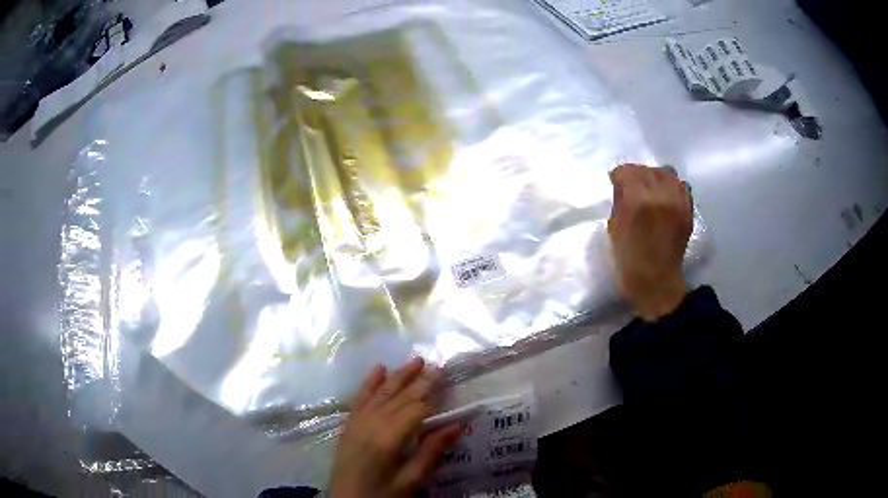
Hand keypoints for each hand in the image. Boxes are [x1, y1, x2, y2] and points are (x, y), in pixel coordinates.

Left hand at [330, 358, 462, 497]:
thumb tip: (458, 425)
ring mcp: (356, 423)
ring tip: (415, 360)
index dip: (431, 394)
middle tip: (437, 365)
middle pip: (398, 397)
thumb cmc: (383, 495)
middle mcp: (370, 424)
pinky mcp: (348, 426)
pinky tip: (378, 369)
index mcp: (388, 439)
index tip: (446, 378)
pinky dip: (369, 383)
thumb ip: (432, 451)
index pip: (415, 410)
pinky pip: (359, 399)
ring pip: (380, 393)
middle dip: (418, 380)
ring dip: (398, 376)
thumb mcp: (411, 480)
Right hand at [608, 165, 692, 320]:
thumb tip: (622, 187)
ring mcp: (677, 203)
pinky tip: (665, 193)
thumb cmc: (629, 260)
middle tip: (630, 183)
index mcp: (638, 202)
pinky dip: (672, 185)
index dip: (619, 175)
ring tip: (649, 185)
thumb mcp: (614, 229)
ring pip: (666, 173)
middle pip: (647, 170)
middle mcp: (660, 196)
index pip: (627, 172)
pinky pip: (682, 186)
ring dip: (654, 175)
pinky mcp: (687, 210)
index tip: (614, 180)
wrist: (657, 282)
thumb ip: (619, 202)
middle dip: (635, 174)